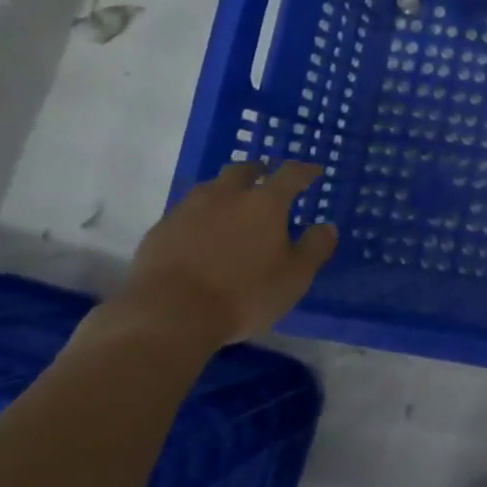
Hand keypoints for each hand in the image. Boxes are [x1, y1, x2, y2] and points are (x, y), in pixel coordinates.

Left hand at [113, 161, 338, 348]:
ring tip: (231, 205)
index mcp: (264, 203)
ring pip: (210, 188)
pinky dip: (198, 217)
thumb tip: (327, 227)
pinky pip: (185, 213)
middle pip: (243, 170)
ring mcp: (188, 210)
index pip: (290, 174)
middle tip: (266, 179)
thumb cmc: (243, 294)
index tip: (314, 171)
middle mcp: (226, 196)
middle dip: (258, 171)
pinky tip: (199, 234)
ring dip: (225, 191)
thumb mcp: (294, 277)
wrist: (167, 316)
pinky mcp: (159, 231)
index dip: (304, 170)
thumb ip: (314, 249)